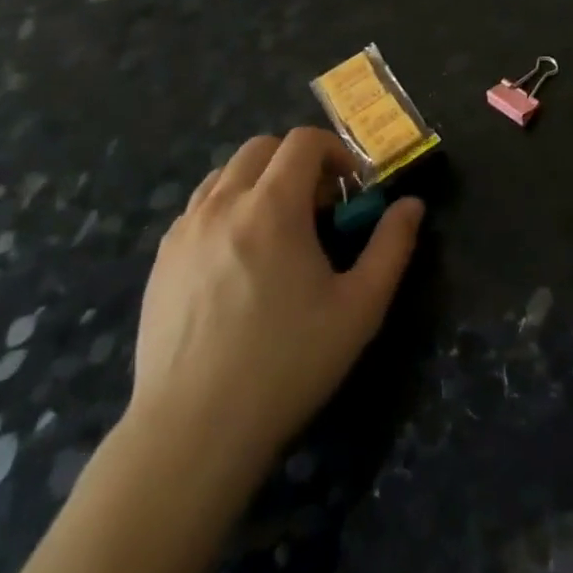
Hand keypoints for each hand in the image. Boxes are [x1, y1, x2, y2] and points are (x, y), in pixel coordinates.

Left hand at [128, 129, 423, 473]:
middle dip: (297, 162)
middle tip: (318, 208)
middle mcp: (222, 205)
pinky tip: (238, 259)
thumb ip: (392, 246)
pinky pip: (197, 209)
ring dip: (259, 182)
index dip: (335, 151)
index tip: (350, 189)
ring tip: (277, 229)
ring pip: (224, 174)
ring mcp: (184, 232)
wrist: (193, 431)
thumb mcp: (360, 307)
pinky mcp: (161, 261)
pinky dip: (226, 209)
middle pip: (261, 147)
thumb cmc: (286, 363)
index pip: (302, 141)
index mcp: (272, 207)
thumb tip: (411, 205)